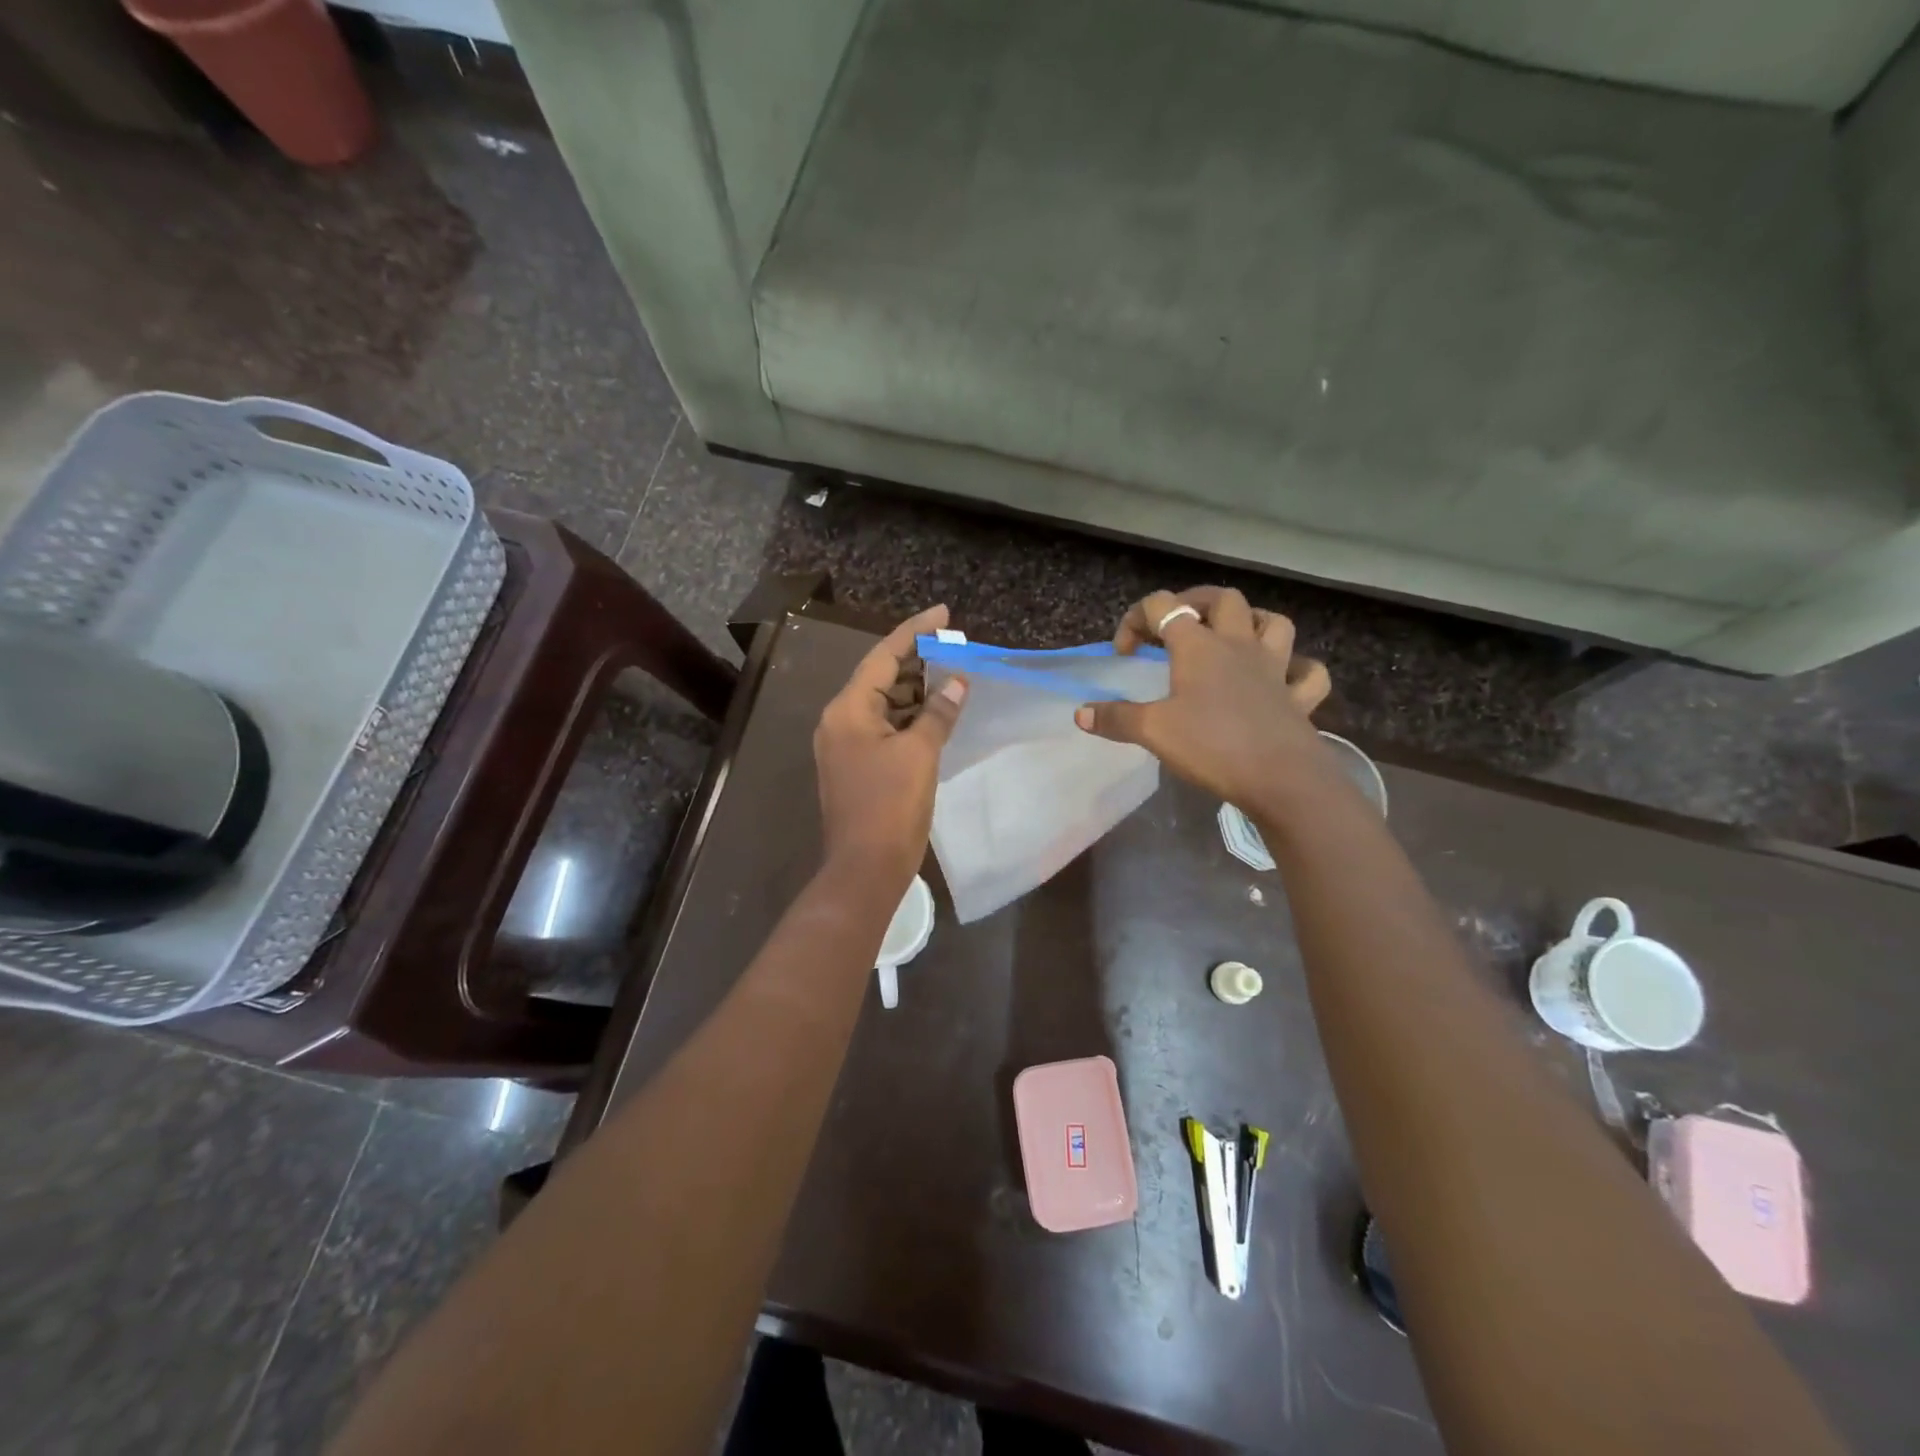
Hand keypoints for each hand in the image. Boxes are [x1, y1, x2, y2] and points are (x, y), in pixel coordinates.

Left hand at [814, 604, 967, 884]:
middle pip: (882, 677)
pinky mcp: (857, 765)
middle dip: (918, 662)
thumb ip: (938, 713)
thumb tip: (958, 683)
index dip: (915, 631)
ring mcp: (846, 744)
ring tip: (954, 677)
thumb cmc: (890, 807)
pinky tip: (938, 714)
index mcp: (848, 710)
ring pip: (885, 704)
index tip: (944, 614)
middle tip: (956, 650)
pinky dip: (910, 718)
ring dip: (917, 692)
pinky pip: (885, 728)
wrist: (865, 869)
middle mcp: (840, 720)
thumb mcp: (920, 754)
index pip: (884, 656)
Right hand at [1074, 587, 1333, 817]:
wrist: (1281, 779)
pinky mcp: (1298, 698)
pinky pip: (1308, 672)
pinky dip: (1297, 668)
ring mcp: (1275, 669)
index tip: (1124, 654)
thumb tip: (1081, 713)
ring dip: (1252, 622)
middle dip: (1194, 602)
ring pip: (1273, 623)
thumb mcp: (1153, 732)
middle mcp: (1239, 646)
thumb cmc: (1212, 746)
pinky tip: (1283, 678)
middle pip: (1222, 600)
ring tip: (1233, 637)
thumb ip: (1116, 718)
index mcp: (1199, 647)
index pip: (1163, 606)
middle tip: (1176, 625)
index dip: (1136, 619)